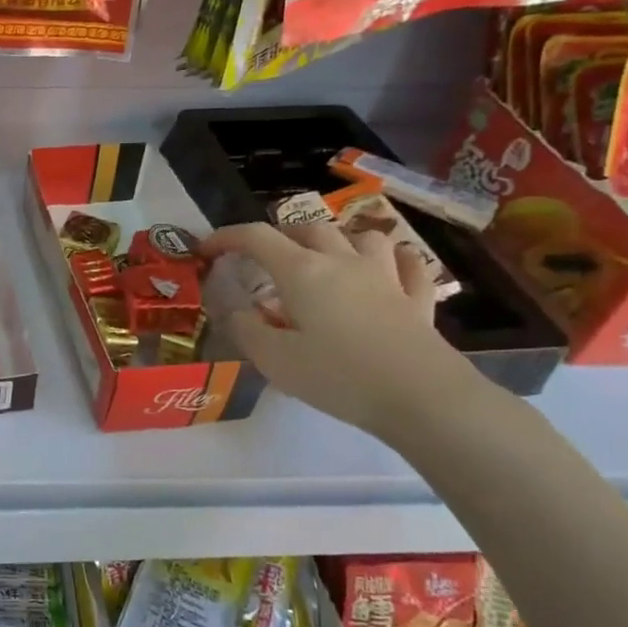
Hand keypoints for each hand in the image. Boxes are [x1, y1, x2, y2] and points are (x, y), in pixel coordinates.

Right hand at [200, 220, 476, 436]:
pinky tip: (390, 268)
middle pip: (308, 229)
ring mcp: (385, 277)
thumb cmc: (338, 376)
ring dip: (338, 240)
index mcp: (302, 272)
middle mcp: (342, 262)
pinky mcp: (417, 300)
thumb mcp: (275, 360)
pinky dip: (395, 260)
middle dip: (280, 236)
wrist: (421, 397)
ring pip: (362, 237)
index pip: (256, 237)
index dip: (226, 237)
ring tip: (326, 259)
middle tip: (265, 258)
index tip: (206, 250)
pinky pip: (409, 265)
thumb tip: (238, 312)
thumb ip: (247, 330)